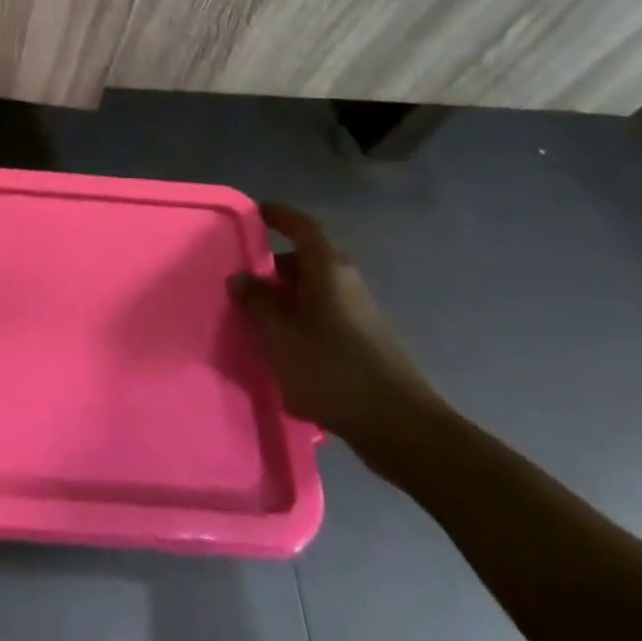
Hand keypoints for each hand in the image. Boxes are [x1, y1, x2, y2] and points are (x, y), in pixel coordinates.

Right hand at [231, 204, 446, 456]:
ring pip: (313, 292)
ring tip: (256, 319)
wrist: (400, 428)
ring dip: (285, 299)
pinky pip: (323, 318)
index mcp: (327, 268)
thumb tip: (241, 276)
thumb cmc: (332, 368)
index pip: (301, 226)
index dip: (278, 215)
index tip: (255, 213)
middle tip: (243, 280)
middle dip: (273, 268)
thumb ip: (255, 301)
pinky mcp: (364, 343)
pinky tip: (284, 350)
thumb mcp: (279, 332)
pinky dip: (301, 323)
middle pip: (305, 260)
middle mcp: (346, 282)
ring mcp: (358, 313)